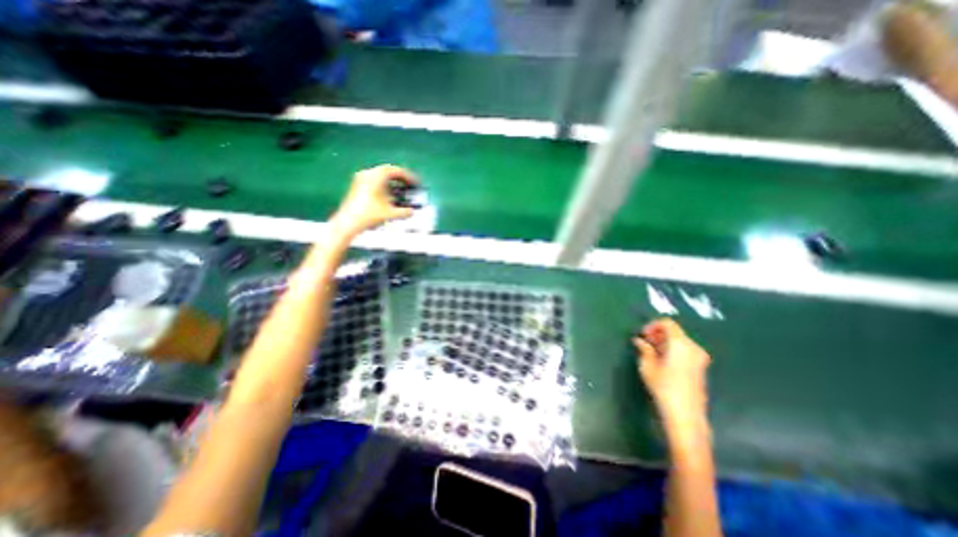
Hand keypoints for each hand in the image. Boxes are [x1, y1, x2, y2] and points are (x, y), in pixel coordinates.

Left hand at [331, 163, 416, 237]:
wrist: (348, 222)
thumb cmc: (369, 215)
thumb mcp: (390, 213)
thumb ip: (404, 212)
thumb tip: (412, 212)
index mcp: (377, 176)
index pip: (396, 171)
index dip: (408, 176)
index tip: (416, 183)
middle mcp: (368, 173)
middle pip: (388, 171)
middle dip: (400, 178)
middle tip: (409, 184)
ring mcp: (360, 179)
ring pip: (380, 175)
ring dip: (391, 181)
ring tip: (400, 190)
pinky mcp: (357, 186)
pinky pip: (373, 180)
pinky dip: (383, 185)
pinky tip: (388, 195)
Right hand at [635, 319, 710, 423]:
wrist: (686, 414)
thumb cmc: (663, 387)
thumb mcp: (647, 366)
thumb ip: (644, 349)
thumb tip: (639, 341)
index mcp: (680, 344)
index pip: (667, 323)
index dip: (652, 325)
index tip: (643, 335)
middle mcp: (693, 347)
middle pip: (674, 331)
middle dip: (658, 334)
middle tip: (645, 343)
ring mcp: (700, 357)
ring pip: (679, 340)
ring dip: (665, 342)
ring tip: (651, 352)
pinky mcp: (701, 366)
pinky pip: (685, 349)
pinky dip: (673, 349)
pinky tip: (663, 360)